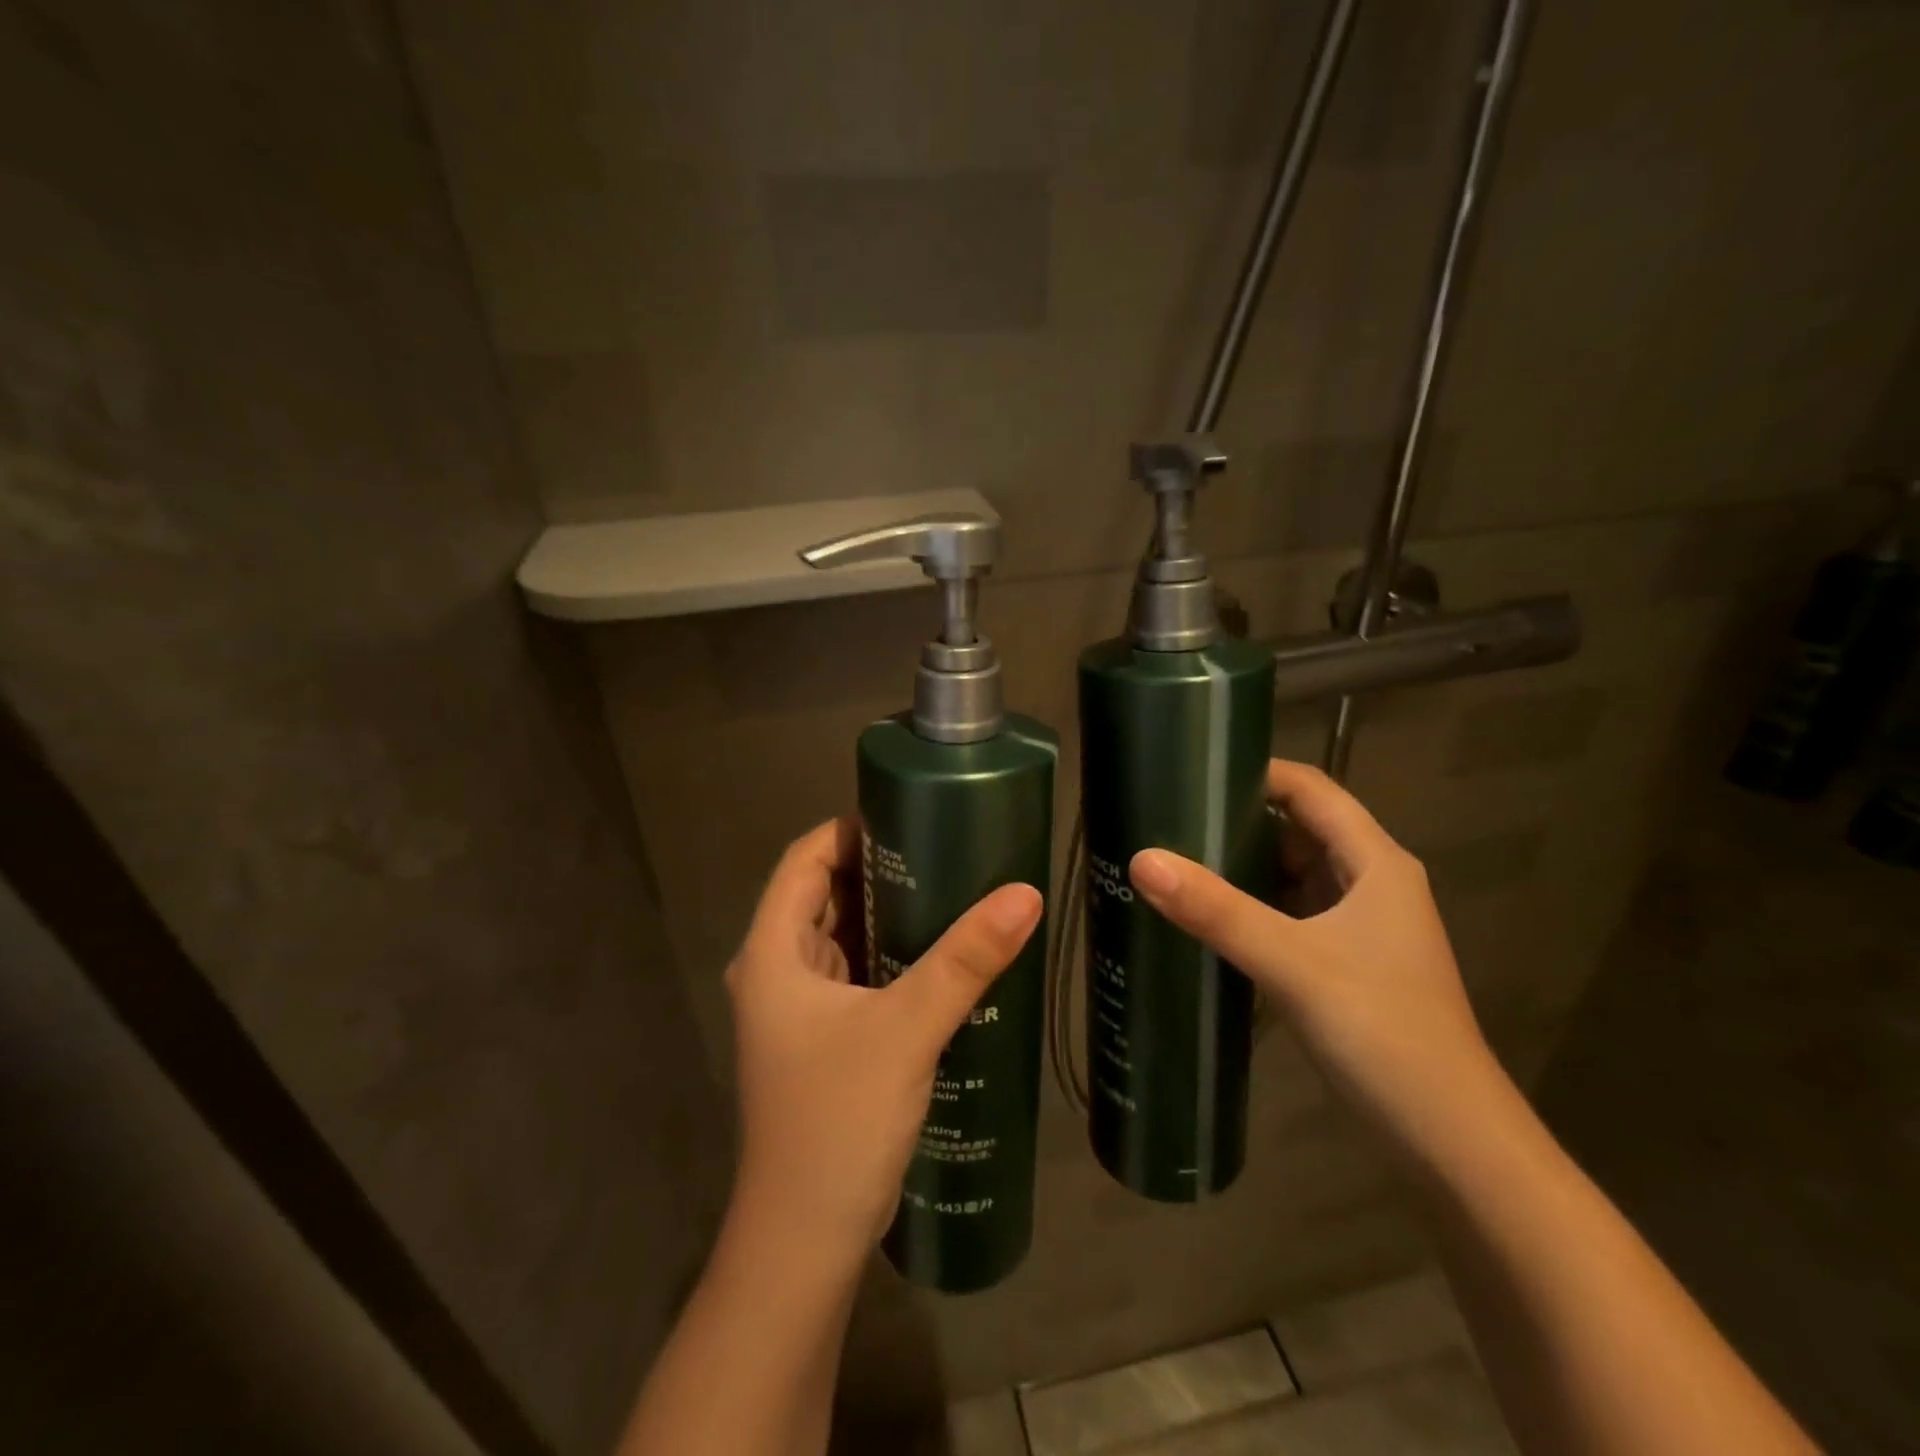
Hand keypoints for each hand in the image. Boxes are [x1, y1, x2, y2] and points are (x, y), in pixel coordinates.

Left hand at [725, 818, 1043, 1258]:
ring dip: (886, 911)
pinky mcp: (823, 1037)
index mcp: (771, 952)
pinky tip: (938, 951)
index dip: (850, 828)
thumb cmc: (837, 1121)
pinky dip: (889, 951)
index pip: (803, 859)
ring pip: (841, 934)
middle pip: (823, 893)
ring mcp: (797, 1008)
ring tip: (951, 886)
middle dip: (878, 866)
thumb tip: (1025, 894)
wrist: (805, 1242)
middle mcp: (775, 971)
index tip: (910, 815)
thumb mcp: (907, 1029)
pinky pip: (855, 972)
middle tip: (946, 846)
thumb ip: (965, 960)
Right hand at [1128, 760, 1509, 1176]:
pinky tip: (1206, 919)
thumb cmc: (1383, 1033)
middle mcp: (1370, 883)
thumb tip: (1141, 858)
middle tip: (1167, 819)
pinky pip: (1290, 915)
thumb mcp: (1292, 963)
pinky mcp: (1345, 964)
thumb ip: (1216, 910)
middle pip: (1298, 829)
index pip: (1311, 789)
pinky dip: (1251, 908)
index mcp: (1375, 863)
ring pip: (1292, 875)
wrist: (1451, 1143)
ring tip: (1174, 860)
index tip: (1191, 772)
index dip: (1256, 773)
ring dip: (1241, 867)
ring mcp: (1360, 927)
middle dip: (1237, 821)